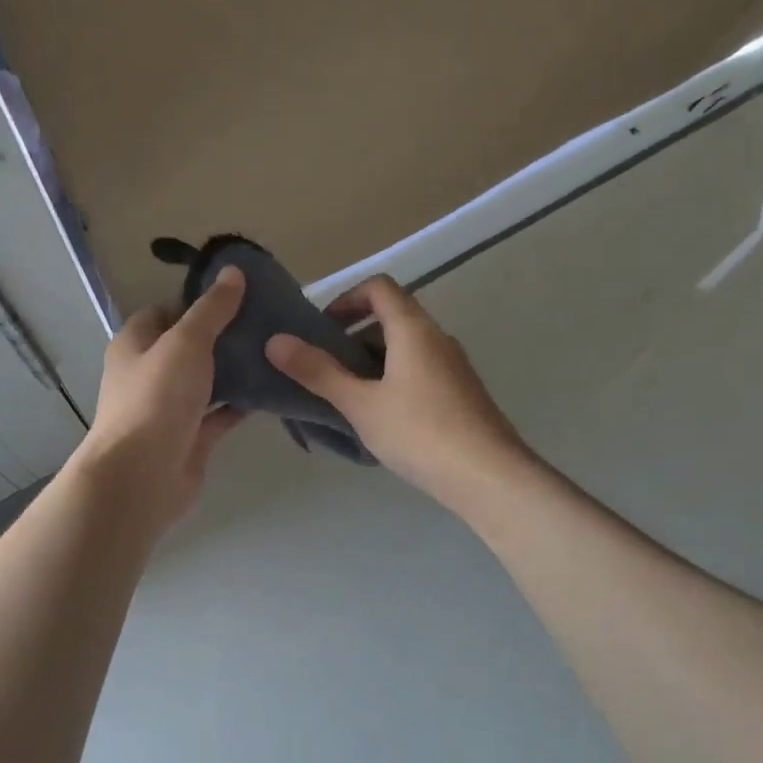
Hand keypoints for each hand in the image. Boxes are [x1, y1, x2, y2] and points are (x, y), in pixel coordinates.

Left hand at [73, 268, 246, 529]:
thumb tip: (233, 272)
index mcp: (136, 344)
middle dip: (224, 336)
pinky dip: (240, 404)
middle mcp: (149, 374)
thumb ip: (211, 309)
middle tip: (266, 323)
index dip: (199, 301)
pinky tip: (270, 391)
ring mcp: (170, 409)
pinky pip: (219, 414)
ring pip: (207, 382)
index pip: (167, 311)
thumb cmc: (156, 399)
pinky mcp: (191, 438)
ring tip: (275, 352)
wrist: (143, 476)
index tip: (240, 296)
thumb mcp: (186, 342)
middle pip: (190, 347)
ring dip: (235, 371)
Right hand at [264, 275, 534, 512]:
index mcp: (414, 329)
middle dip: (354, 335)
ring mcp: (454, 367)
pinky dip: (394, 380)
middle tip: (326, 367)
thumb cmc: (419, 432)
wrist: (487, 475)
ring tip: (348, 397)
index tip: (321, 328)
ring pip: (407, 348)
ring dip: (373, 361)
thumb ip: (318, 372)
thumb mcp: (360, 404)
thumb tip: (275, 342)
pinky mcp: (462, 394)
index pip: (379, 288)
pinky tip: (381, 419)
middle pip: (393, 317)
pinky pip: (421, 372)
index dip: (346, 298)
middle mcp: (438, 338)